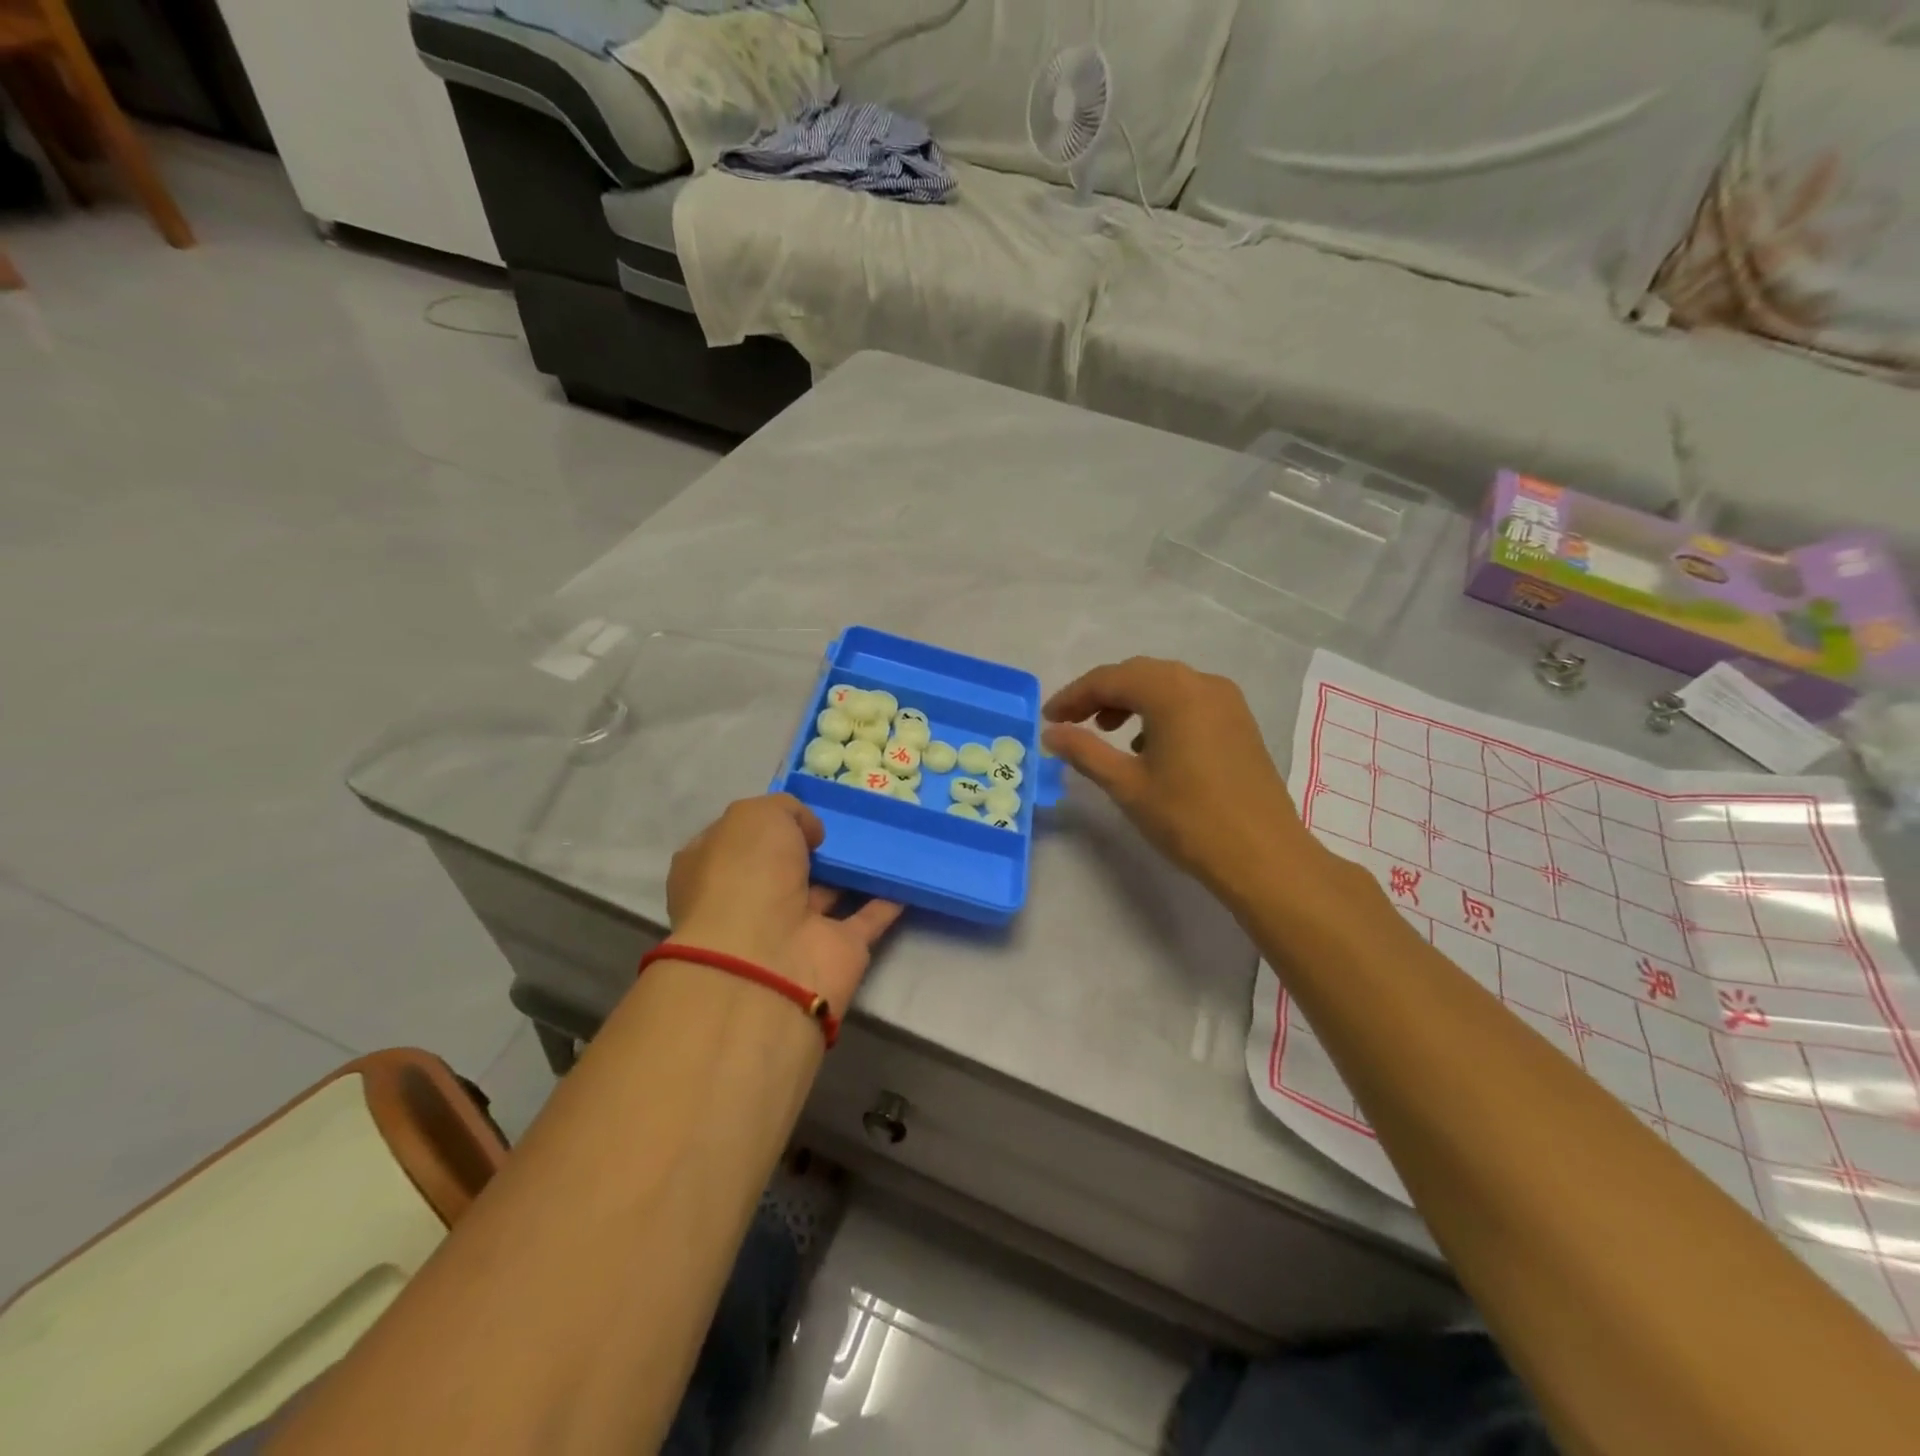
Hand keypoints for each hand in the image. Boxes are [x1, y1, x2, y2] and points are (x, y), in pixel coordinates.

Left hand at [666, 795, 902, 1012]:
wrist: (766, 958)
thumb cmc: (746, 875)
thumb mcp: (756, 815)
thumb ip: (787, 811)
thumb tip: (811, 834)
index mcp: (714, 867)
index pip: (738, 838)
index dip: (766, 821)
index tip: (801, 805)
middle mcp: (750, 899)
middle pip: (786, 865)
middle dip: (811, 845)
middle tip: (847, 817)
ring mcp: (793, 928)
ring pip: (828, 890)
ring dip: (851, 869)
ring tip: (885, 837)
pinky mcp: (836, 950)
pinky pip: (867, 917)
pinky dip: (887, 899)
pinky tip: (907, 873)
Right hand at [1042, 658, 1320, 904]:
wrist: (1263, 856)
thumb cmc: (1188, 818)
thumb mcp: (1126, 785)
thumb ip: (1084, 751)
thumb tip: (1052, 733)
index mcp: (1172, 692)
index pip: (1110, 679)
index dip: (1073, 696)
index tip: (1048, 718)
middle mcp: (1202, 684)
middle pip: (1139, 674)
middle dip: (1100, 694)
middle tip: (1071, 722)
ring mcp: (1227, 702)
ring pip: (1166, 686)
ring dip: (1131, 701)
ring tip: (1106, 731)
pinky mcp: (1240, 723)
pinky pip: (1190, 702)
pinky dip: (1160, 712)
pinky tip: (1149, 746)